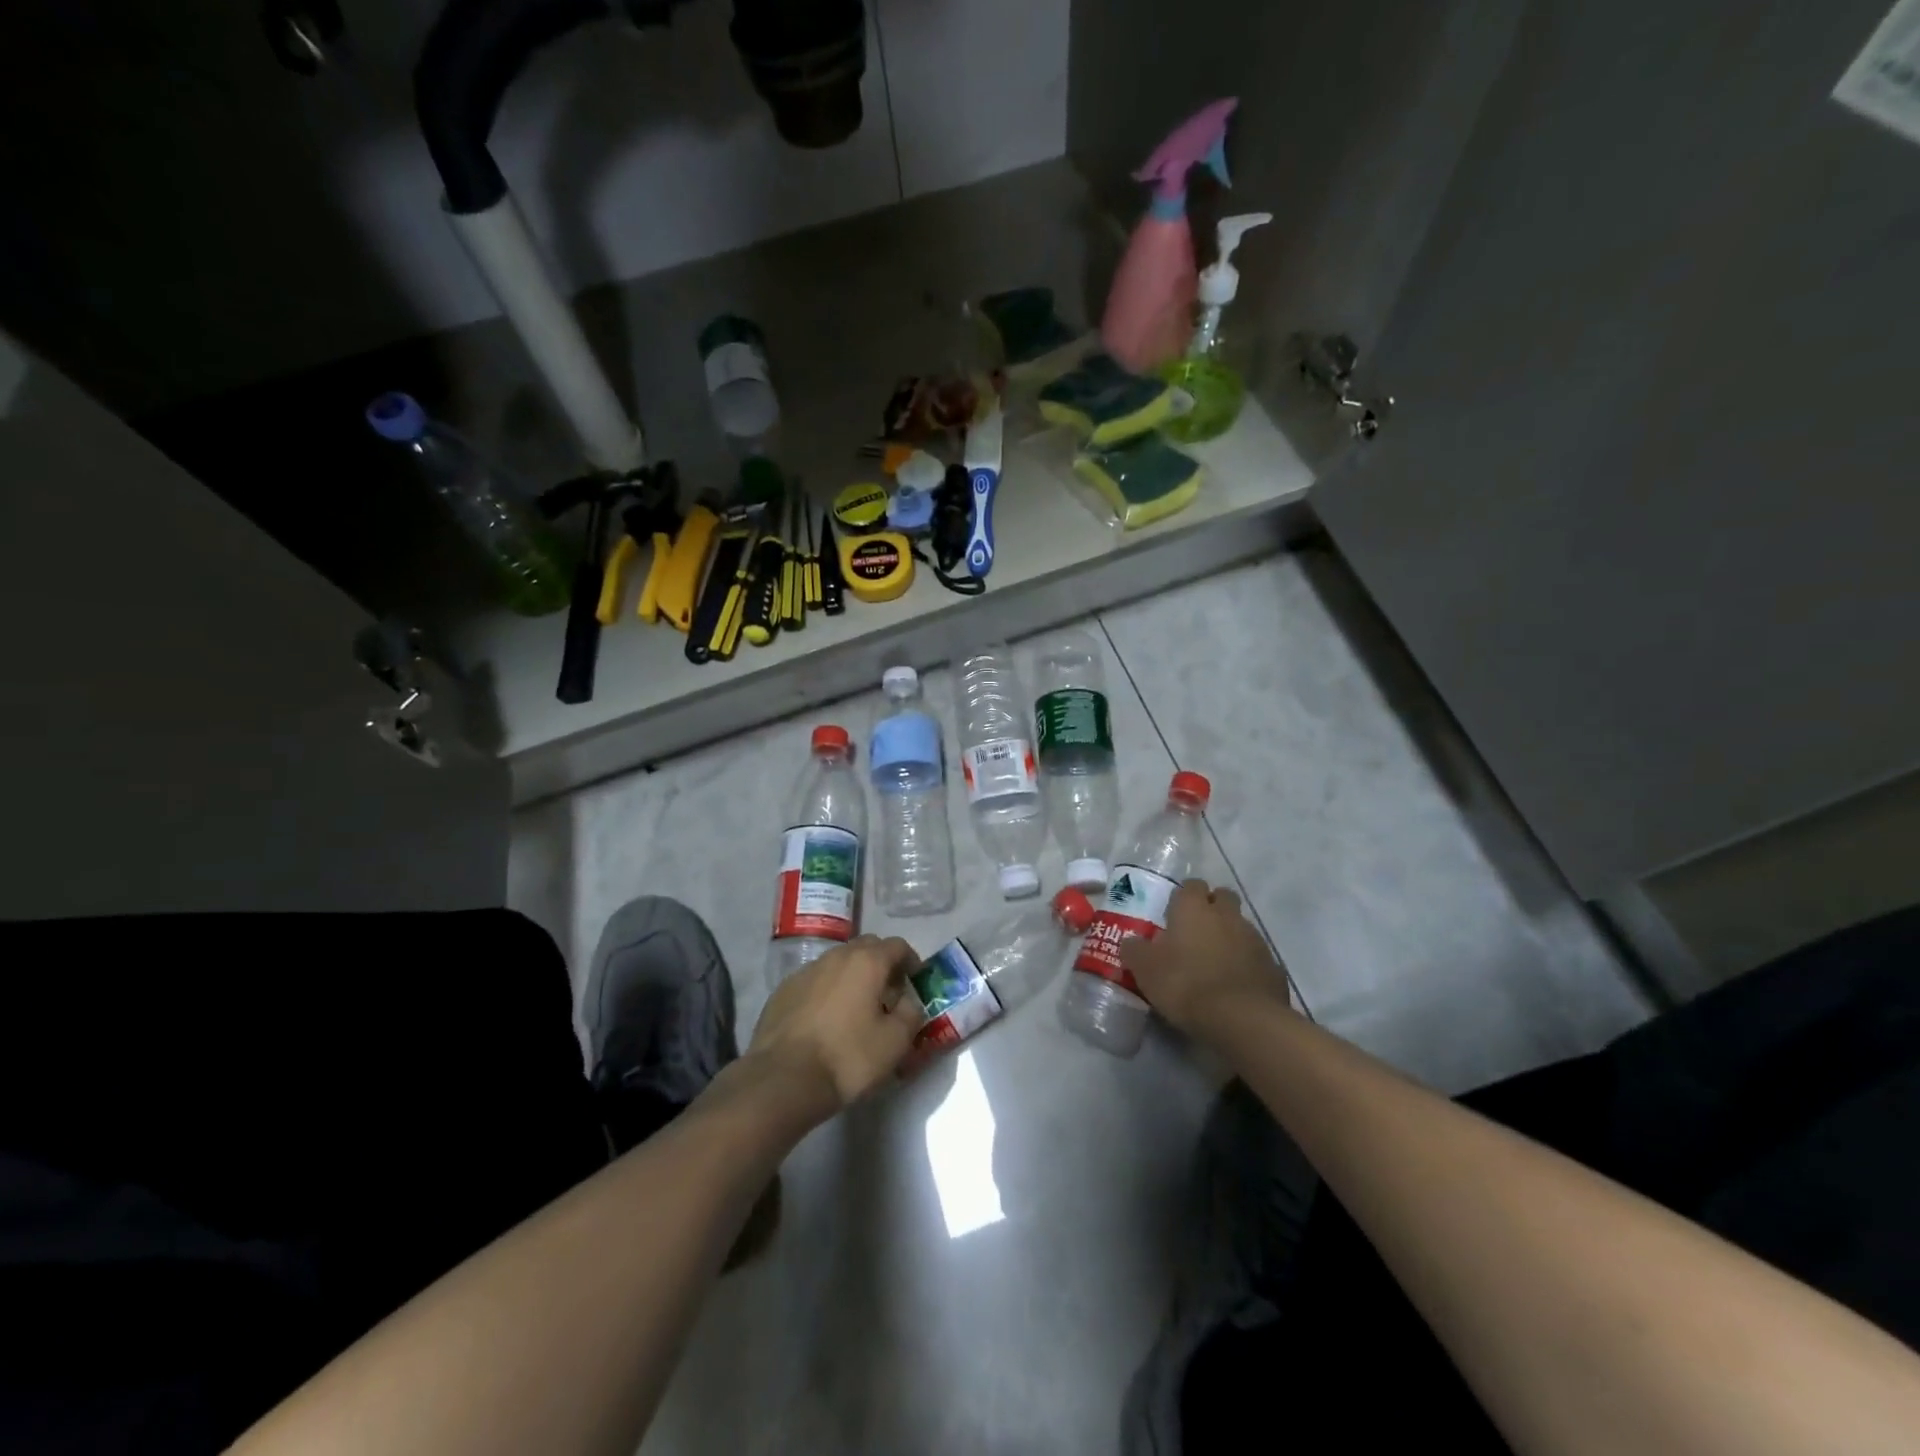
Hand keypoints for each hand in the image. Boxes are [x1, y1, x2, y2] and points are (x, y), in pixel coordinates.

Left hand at [747, 936, 925, 1115]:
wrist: (783, 1079)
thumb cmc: (847, 1057)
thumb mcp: (895, 1042)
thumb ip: (911, 1014)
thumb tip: (907, 1002)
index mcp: (866, 962)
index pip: (897, 945)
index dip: (911, 961)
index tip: (915, 982)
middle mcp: (836, 956)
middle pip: (866, 947)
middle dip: (881, 964)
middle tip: (888, 994)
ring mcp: (806, 971)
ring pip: (838, 962)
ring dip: (852, 976)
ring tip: (856, 1008)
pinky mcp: (783, 990)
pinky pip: (815, 980)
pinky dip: (827, 991)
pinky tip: (826, 1020)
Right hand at [1120, 879, 1288, 1036]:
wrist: (1241, 1019)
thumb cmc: (1185, 984)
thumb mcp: (1145, 969)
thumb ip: (1135, 950)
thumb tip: (1131, 942)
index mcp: (1194, 908)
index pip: (1191, 885)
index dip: (1183, 897)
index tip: (1174, 914)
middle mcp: (1226, 915)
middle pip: (1222, 897)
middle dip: (1212, 907)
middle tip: (1196, 931)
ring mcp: (1254, 938)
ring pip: (1241, 926)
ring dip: (1229, 936)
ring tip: (1214, 962)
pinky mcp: (1273, 965)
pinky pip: (1255, 956)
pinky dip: (1246, 963)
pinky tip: (1234, 984)